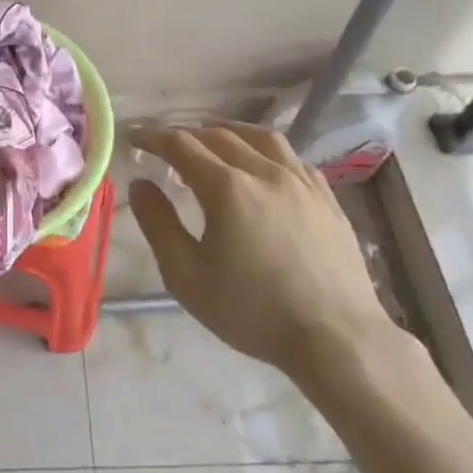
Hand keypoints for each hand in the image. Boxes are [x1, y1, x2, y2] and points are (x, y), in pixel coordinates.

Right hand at [126, 121, 405, 389]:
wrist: (338, 339)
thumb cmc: (254, 311)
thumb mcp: (187, 277)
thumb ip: (158, 224)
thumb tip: (140, 184)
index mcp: (227, 188)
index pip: (181, 145)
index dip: (153, 136)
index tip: (134, 137)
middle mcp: (264, 171)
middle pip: (218, 135)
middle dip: (186, 135)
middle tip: (166, 146)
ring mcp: (301, 182)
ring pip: (260, 137)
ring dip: (229, 132)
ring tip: (213, 140)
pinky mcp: (326, 197)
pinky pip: (291, 157)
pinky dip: (266, 151)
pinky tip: (262, 167)